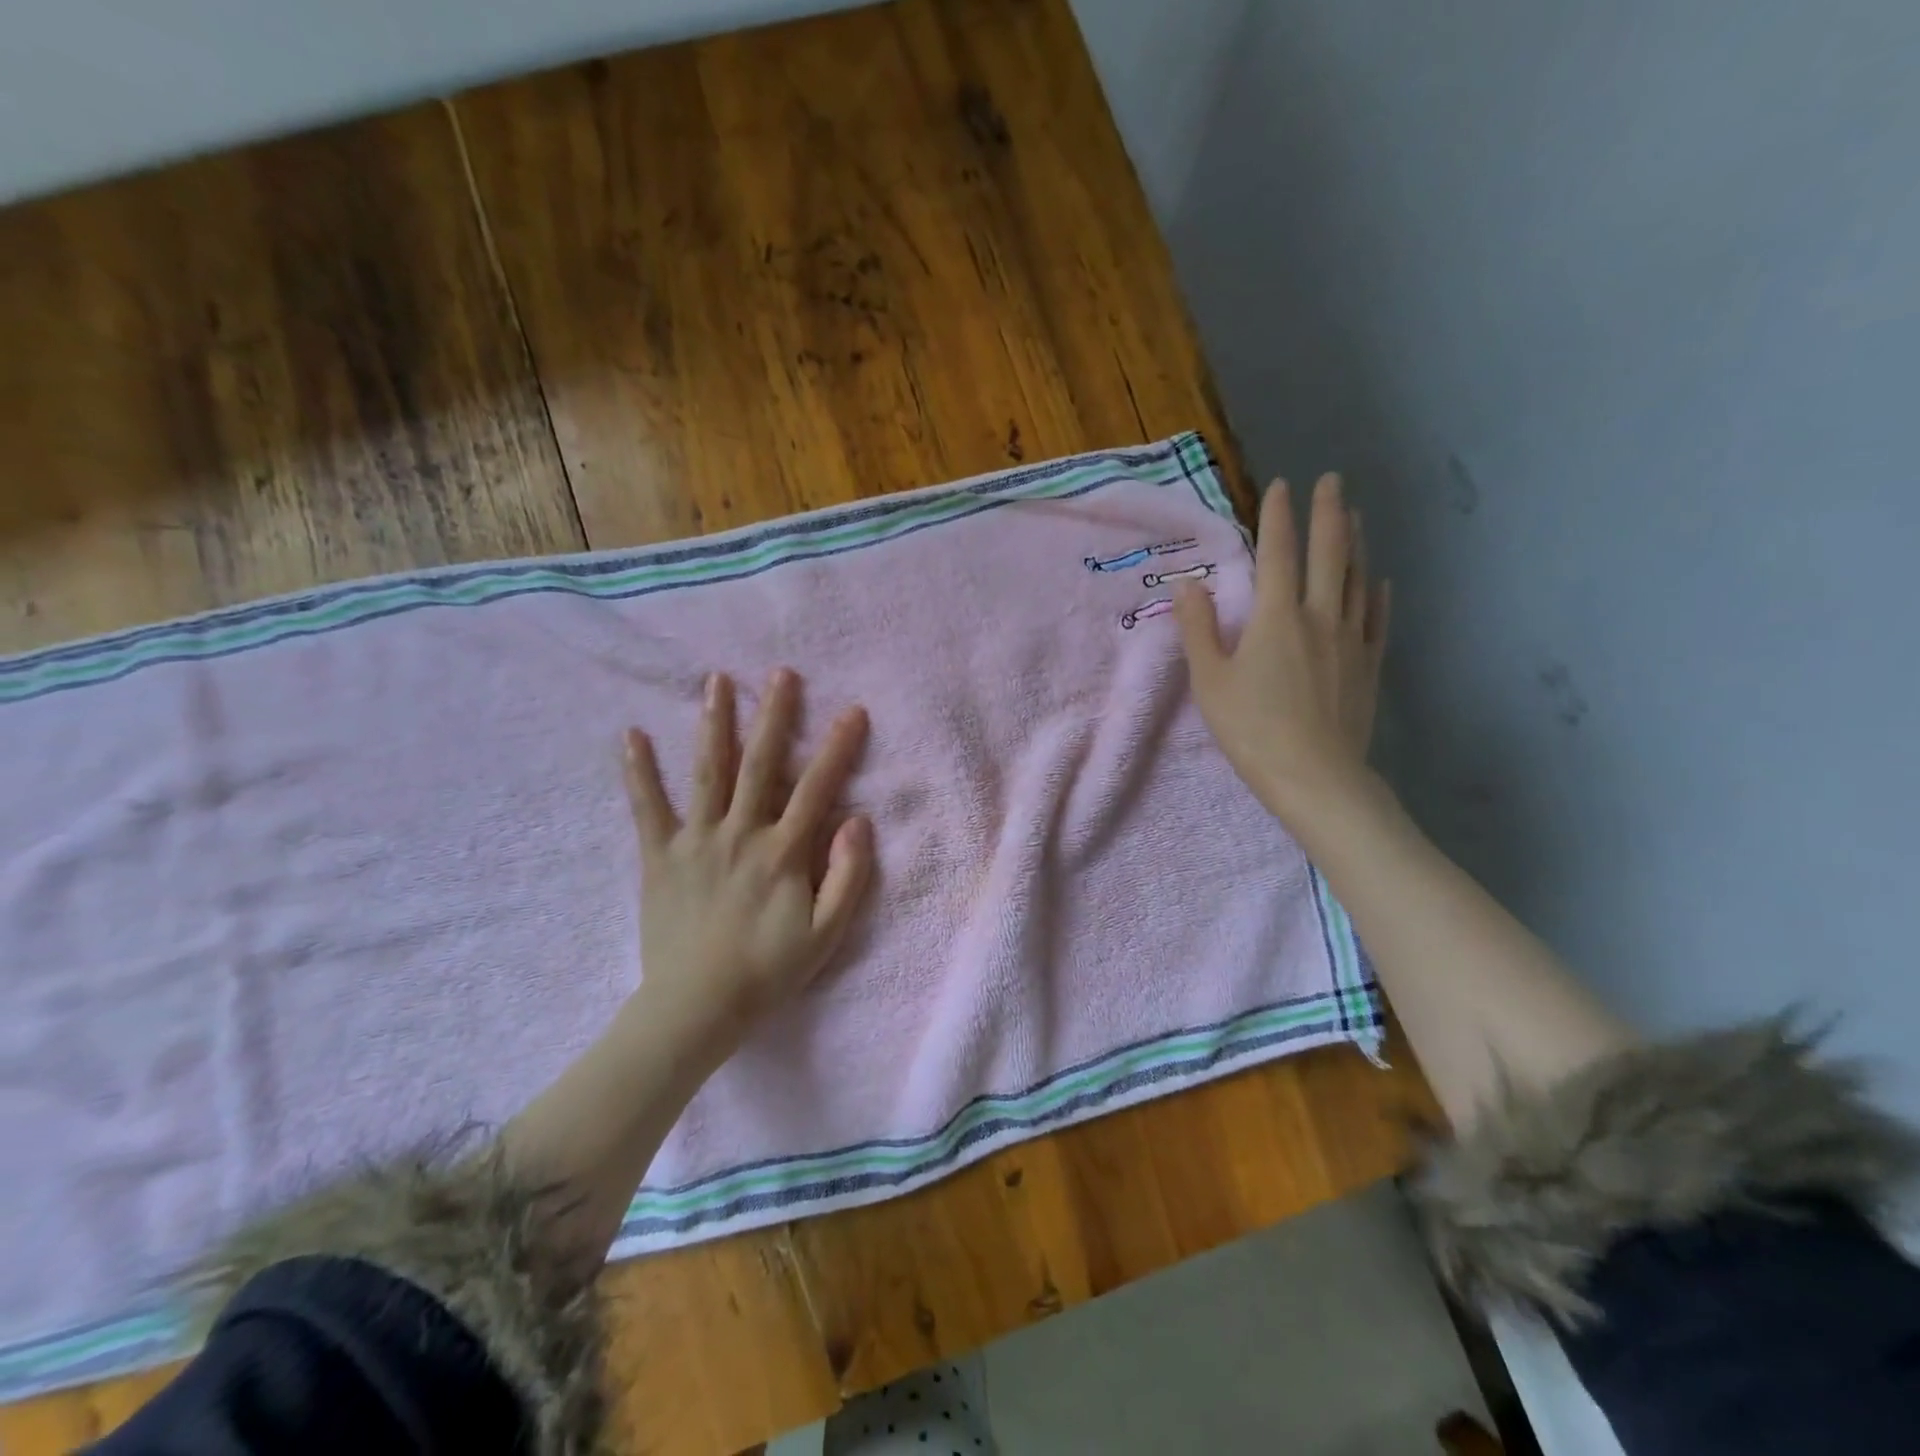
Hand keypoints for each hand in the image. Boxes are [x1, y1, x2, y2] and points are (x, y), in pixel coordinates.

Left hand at [623, 668, 874, 1053]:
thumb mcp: (827, 934)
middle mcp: (740, 833)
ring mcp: (696, 841)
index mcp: (783, 852)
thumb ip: (849, 876)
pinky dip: (639, 771)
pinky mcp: (658, 857)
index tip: (852, 711)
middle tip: (780, 674)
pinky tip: (631, 735)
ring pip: (708, 772)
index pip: (817, 788)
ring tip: (716, 681)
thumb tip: (858, 821)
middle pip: (761, 764)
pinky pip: (647, 808)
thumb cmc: (768, 971)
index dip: (838, 748)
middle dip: (774, 715)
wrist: (696, 1007)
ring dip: (715, 724)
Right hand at [1174, 473, 1389, 827]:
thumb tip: (1188, 583)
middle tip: (1332, 480)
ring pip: (1358, 579)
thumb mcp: (1209, 681)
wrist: (1315, 776)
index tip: (1281, 485)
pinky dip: (1377, 593)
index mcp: (1276, 618)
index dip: (1278, 517)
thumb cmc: (1252, 729)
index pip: (1277, 554)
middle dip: (1327, 513)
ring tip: (1354, 516)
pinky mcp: (1367, 666)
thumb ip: (1197, 628)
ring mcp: (1350, 640)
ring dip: (1355, 543)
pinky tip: (1379, 581)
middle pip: (1328, 554)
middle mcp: (1319, 617)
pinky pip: (1376, 619)